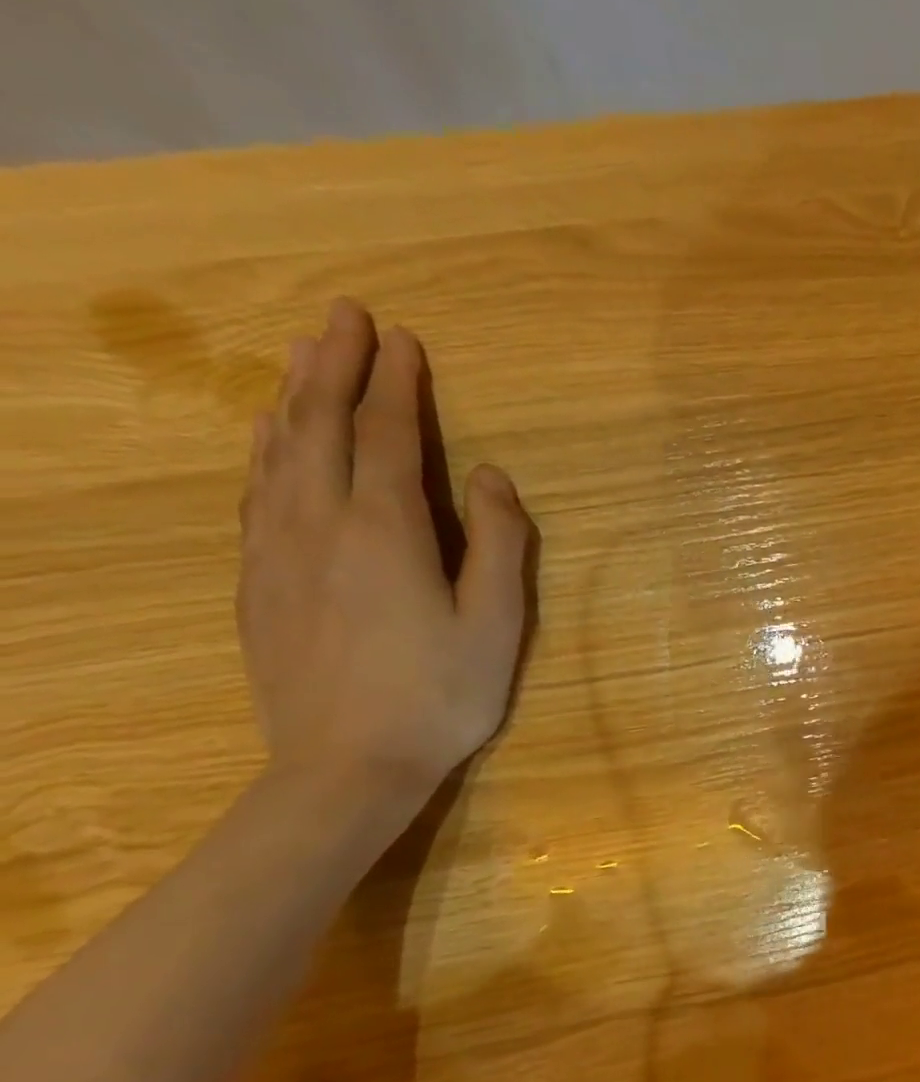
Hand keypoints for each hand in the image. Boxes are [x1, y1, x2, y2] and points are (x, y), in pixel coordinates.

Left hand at [238, 299, 531, 800]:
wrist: (346, 765)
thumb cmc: (440, 694)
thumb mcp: (496, 622)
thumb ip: (500, 543)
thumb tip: (491, 477)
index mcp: (386, 530)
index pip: (388, 436)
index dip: (396, 383)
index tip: (401, 337)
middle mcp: (320, 523)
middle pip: (321, 426)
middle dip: (335, 366)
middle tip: (345, 315)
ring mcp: (278, 551)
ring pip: (279, 452)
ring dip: (294, 396)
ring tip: (304, 355)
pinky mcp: (258, 580)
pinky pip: (256, 491)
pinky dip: (264, 448)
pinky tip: (268, 435)